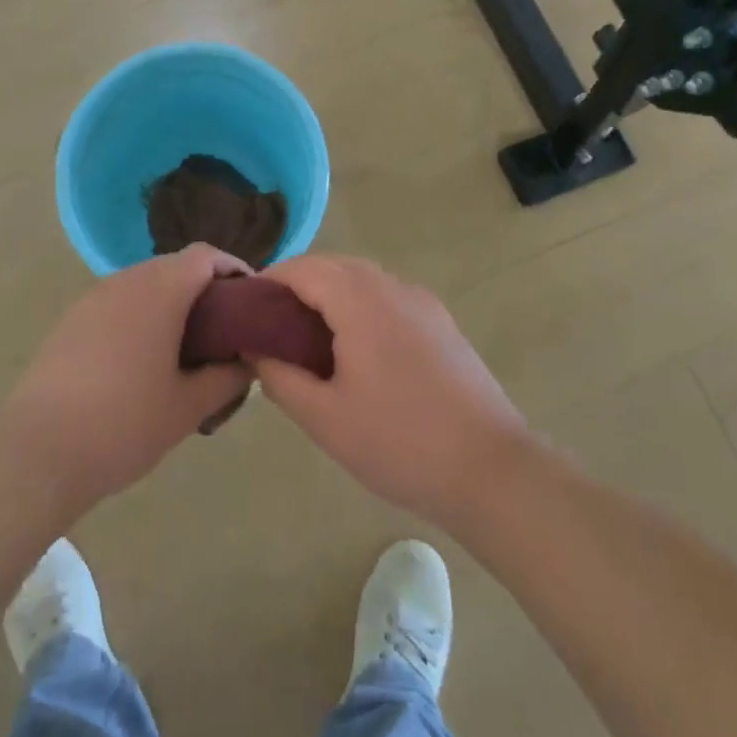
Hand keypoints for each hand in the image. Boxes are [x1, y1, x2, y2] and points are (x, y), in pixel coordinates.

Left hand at [0, 244, 252, 519]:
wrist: (37, 452)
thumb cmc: (124, 424)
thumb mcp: (189, 407)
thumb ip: (227, 377)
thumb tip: (248, 360)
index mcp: (161, 289)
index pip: (207, 255)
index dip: (234, 270)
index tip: (250, 302)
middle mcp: (127, 280)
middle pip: (176, 266)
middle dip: (205, 290)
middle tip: (224, 332)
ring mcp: (94, 297)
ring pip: (145, 285)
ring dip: (171, 304)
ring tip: (185, 350)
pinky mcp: (71, 320)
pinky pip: (118, 303)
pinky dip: (140, 317)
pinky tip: (141, 362)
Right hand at [254, 256, 529, 527]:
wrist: (491, 470)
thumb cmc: (400, 442)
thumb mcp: (325, 418)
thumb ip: (280, 378)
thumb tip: (256, 350)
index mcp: (361, 301)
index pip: (304, 268)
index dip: (269, 281)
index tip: (245, 307)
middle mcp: (393, 287)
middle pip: (334, 266)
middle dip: (298, 284)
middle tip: (271, 324)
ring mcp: (422, 302)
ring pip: (363, 279)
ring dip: (330, 293)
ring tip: (308, 336)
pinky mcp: (441, 322)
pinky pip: (388, 297)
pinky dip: (360, 305)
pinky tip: (355, 348)